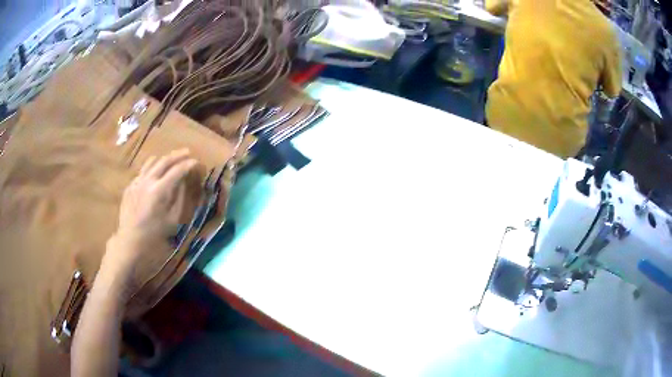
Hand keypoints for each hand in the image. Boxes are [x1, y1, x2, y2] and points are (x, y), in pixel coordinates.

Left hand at [103, 149, 197, 280]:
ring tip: (172, 159)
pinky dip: (153, 168)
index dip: (189, 165)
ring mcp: (137, 181)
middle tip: (188, 152)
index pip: (177, 171)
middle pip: (165, 160)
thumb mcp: (173, 219)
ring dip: (164, 158)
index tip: (197, 163)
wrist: (130, 239)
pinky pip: (143, 171)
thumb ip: (180, 198)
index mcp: (159, 190)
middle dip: (178, 155)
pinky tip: (156, 174)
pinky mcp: (130, 185)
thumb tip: (184, 182)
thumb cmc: (154, 233)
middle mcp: (148, 180)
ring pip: (152, 161)